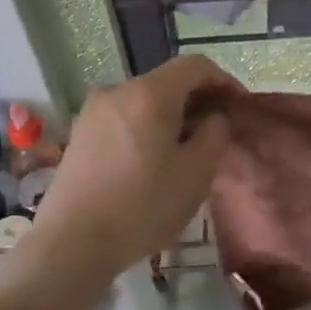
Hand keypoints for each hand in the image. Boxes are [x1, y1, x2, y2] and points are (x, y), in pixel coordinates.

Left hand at [28, 55, 239, 282]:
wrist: (71, 244)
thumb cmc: (143, 206)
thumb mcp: (196, 172)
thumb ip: (215, 133)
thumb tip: (213, 117)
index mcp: (150, 93)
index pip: (195, 65)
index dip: (223, 80)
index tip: (239, 106)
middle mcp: (118, 90)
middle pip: (168, 82)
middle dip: (198, 101)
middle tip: (217, 132)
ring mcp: (93, 112)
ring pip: (145, 102)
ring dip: (172, 117)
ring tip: (187, 150)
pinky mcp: (79, 135)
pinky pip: (124, 119)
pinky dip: (147, 129)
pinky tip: (153, 162)